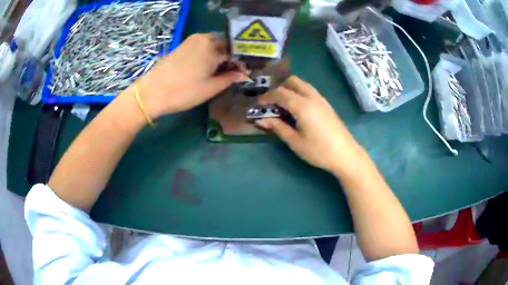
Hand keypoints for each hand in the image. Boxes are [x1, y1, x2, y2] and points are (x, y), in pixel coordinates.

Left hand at [135, 33, 246, 117]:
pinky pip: (202, 46)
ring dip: (220, 56)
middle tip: (232, 73)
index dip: (241, 63)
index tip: (244, 74)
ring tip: (220, 71)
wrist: (151, 93)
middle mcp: (204, 38)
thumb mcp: (210, 88)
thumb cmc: (183, 92)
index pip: (235, 52)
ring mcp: (192, 40)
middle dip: (231, 57)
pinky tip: (207, 67)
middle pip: (225, 45)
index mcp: (213, 47)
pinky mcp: (183, 45)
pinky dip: (208, 54)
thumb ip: (229, 78)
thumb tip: (243, 75)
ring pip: (213, 45)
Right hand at [256, 76, 362, 172]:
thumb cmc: (319, 151)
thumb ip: (278, 127)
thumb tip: (261, 119)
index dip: (267, 96)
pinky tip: (297, 108)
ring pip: (302, 85)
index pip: (280, 93)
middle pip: (292, 81)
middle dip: (279, 87)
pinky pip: (309, 91)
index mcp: (302, 105)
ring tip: (283, 104)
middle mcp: (312, 97)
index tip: (259, 103)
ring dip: (290, 89)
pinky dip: (299, 93)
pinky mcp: (327, 105)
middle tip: (271, 101)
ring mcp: (321, 99)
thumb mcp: (295, 142)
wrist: (346, 155)